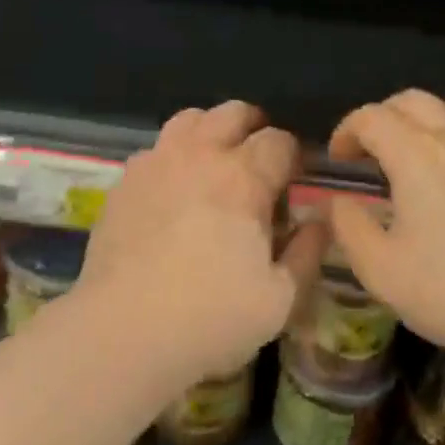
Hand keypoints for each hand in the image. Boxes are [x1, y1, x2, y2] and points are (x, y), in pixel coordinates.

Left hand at [75, 101, 326, 388]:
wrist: (123, 332)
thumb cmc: (210, 318)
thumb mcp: (279, 300)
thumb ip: (307, 253)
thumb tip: (321, 220)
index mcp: (244, 177)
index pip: (279, 140)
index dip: (293, 156)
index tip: (294, 179)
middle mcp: (201, 154)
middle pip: (234, 113)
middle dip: (254, 128)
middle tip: (258, 161)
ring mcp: (157, 161)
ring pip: (190, 118)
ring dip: (210, 130)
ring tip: (214, 162)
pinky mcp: (125, 180)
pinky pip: (156, 149)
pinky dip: (173, 156)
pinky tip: (172, 190)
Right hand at [327, 90, 444, 373]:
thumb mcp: (381, 270)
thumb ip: (350, 229)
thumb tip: (339, 203)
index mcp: (413, 154)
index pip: (372, 117)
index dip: (348, 130)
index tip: (339, 158)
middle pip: (415, 100)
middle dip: (387, 115)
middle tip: (375, 147)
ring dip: (434, 118)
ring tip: (426, 148)